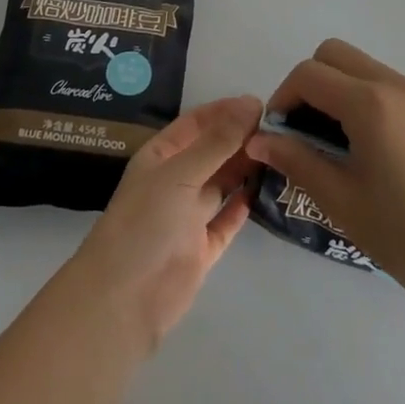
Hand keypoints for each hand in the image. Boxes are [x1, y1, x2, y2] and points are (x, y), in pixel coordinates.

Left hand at [71, 95, 261, 346]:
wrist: (124, 300)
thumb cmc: (146, 223)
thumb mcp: (181, 173)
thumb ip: (218, 141)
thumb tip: (252, 104)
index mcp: (161, 157)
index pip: (196, 123)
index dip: (225, 111)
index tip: (261, 104)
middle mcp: (175, 181)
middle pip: (212, 152)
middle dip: (240, 139)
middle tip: (279, 130)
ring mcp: (188, 216)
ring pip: (222, 184)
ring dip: (246, 169)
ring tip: (280, 154)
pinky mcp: (202, 249)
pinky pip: (226, 220)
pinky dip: (243, 206)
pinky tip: (264, 190)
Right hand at [245, 40, 404, 298]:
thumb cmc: (399, 232)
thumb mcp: (337, 198)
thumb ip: (295, 159)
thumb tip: (258, 138)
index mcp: (369, 103)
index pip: (309, 74)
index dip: (284, 96)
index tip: (280, 131)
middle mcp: (398, 85)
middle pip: (337, 54)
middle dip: (312, 81)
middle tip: (307, 127)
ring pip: (369, 68)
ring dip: (345, 90)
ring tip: (345, 140)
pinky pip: (399, 89)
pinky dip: (377, 102)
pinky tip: (384, 149)